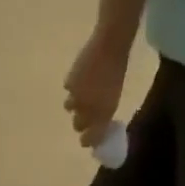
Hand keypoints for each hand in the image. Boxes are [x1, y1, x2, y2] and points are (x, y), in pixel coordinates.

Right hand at [64, 30, 131, 147]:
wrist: (109, 45)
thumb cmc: (116, 71)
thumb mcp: (114, 98)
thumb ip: (104, 114)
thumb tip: (98, 125)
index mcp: (100, 116)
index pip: (89, 139)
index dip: (87, 140)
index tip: (87, 139)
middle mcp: (86, 111)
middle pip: (77, 125)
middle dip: (80, 122)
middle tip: (85, 114)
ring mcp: (76, 97)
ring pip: (69, 107)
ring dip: (74, 103)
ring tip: (81, 93)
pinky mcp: (69, 83)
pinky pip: (68, 89)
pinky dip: (72, 85)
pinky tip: (79, 77)